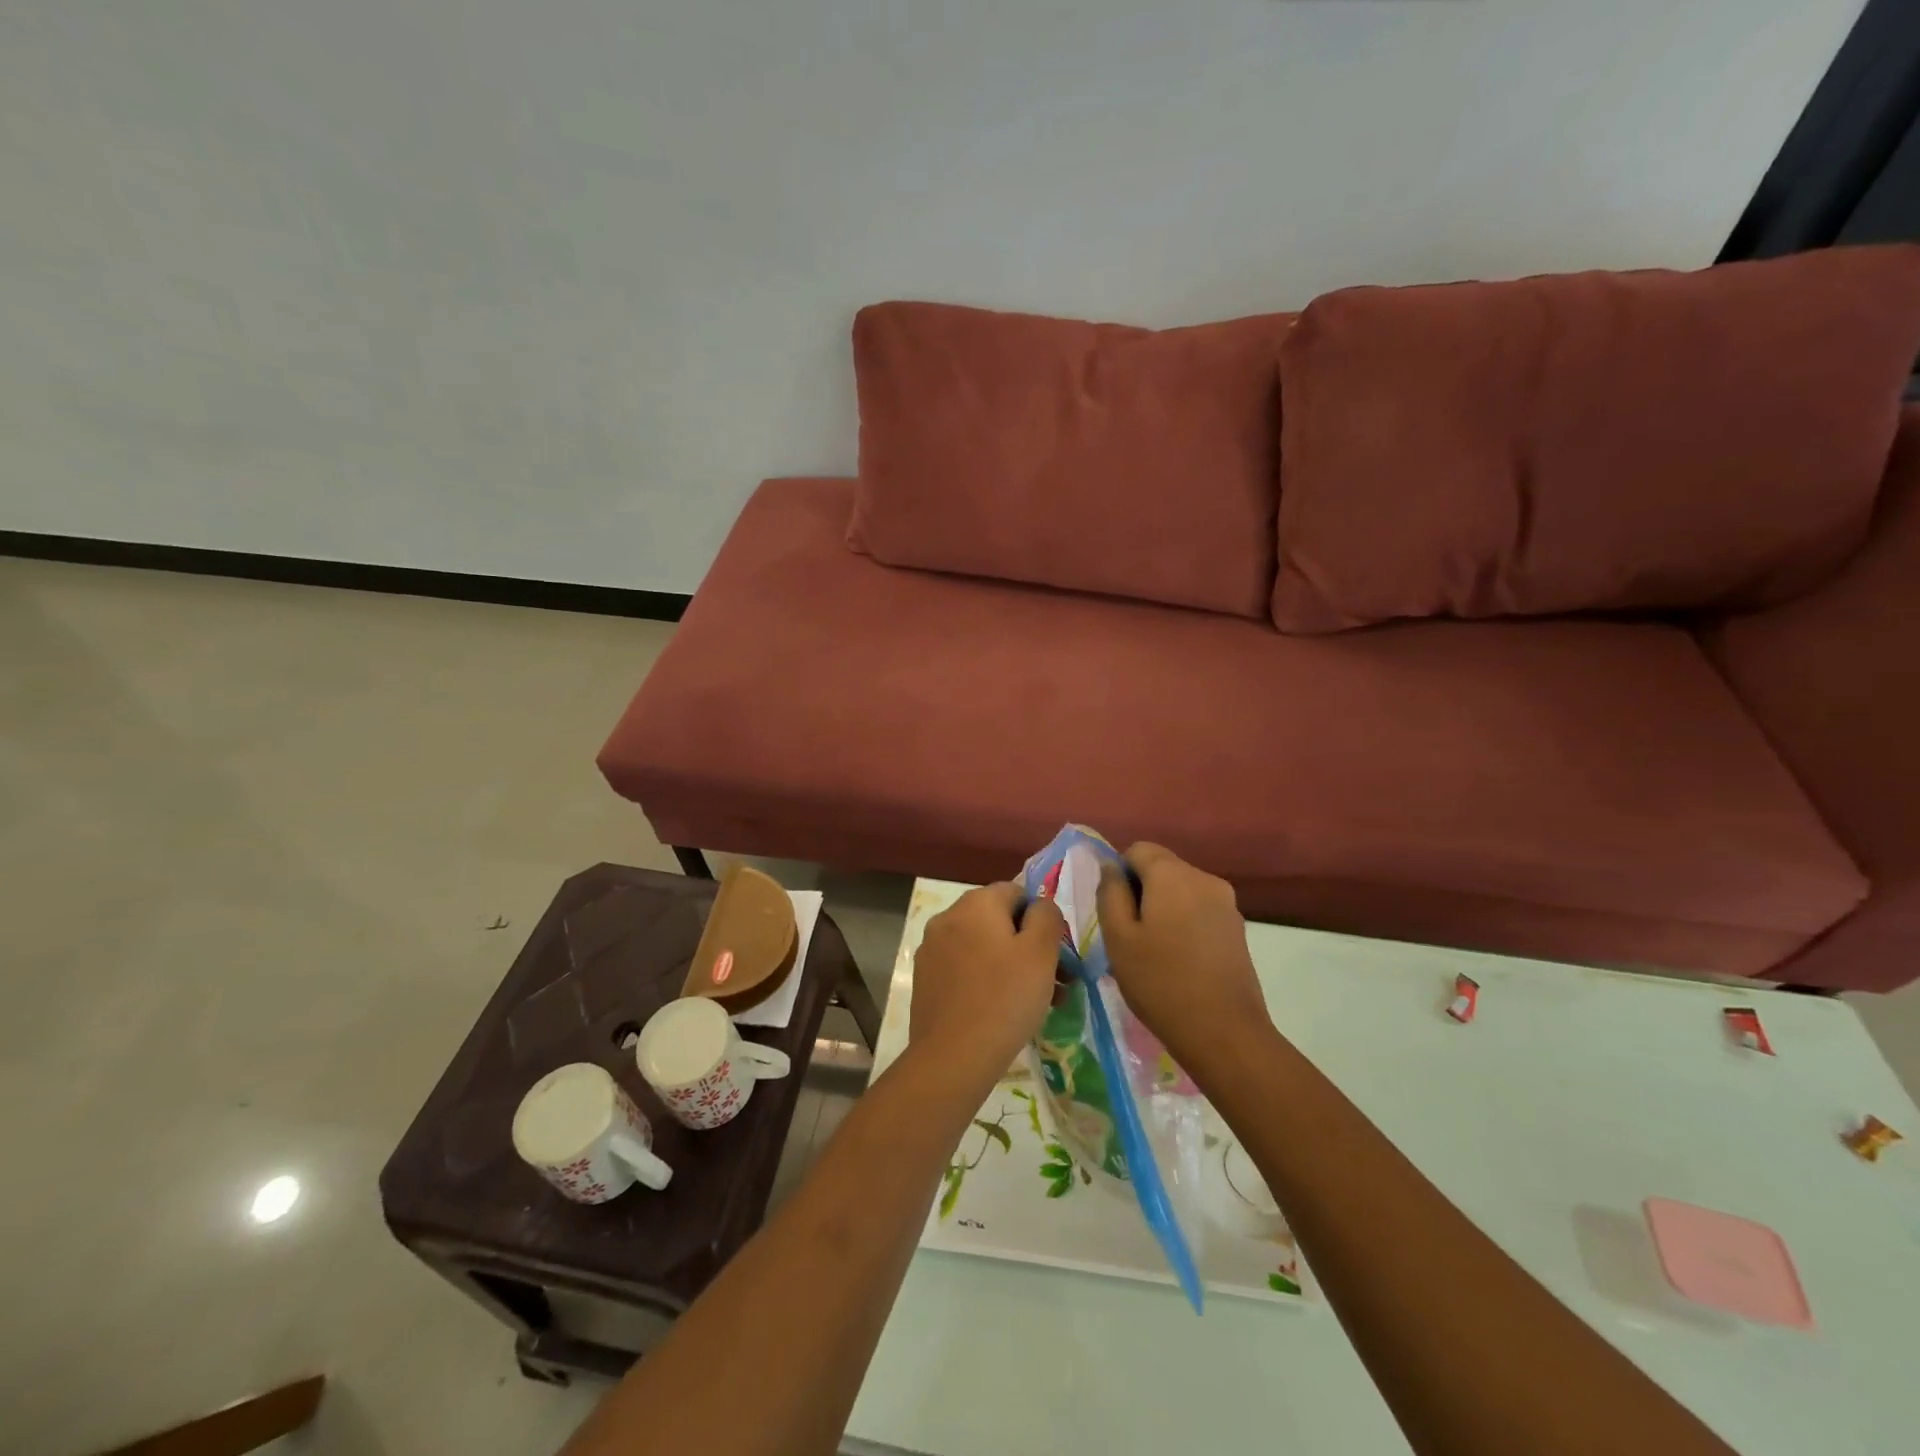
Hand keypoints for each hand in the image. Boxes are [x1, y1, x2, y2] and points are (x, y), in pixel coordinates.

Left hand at [911, 883, 1065, 1082]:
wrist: (953, 1057)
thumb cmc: (1005, 998)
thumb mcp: (1041, 952)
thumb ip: (1047, 917)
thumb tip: (1040, 906)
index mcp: (975, 903)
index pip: (1016, 892)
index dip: (1041, 919)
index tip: (1056, 954)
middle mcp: (948, 917)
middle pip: (999, 921)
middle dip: (1030, 947)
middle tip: (1057, 983)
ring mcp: (932, 949)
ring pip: (983, 948)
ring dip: (1012, 966)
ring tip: (1039, 1003)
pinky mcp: (926, 980)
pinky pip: (965, 970)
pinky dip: (987, 981)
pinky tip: (1004, 1012)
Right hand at [1096, 843, 1269, 1070]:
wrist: (1224, 1032)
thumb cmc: (1160, 982)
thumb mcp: (1118, 937)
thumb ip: (1110, 893)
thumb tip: (1111, 867)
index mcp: (1173, 874)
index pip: (1137, 849)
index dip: (1119, 874)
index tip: (1115, 911)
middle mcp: (1204, 878)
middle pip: (1162, 868)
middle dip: (1141, 891)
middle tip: (1129, 935)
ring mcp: (1226, 904)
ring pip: (1181, 890)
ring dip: (1163, 909)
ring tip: (1154, 952)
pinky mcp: (1237, 928)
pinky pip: (1199, 910)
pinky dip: (1183, 923)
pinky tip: (1178, 960)